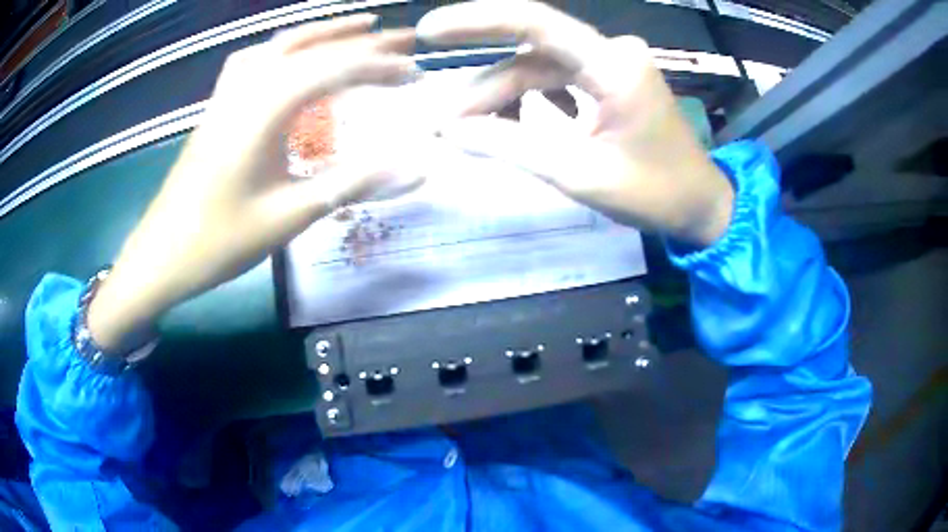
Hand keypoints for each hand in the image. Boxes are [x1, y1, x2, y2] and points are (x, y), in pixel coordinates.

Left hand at [88, 16, 419, 350]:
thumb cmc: (220, 240)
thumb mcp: (291, 215)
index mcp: (265, 108)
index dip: (381, 67)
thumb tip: (418, 168)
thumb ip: (354, 184)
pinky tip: (292, 55)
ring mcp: (228, 94)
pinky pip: (254, 60)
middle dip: (362, 40)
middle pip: (312, 47)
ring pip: (281, 44)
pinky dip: (283, 48)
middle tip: (404, 37)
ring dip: (323, 33)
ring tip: (358, 27)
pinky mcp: (217, 107)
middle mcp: (247, 88)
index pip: (336, 69)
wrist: (161, 255)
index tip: (418, 74)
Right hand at [418, 0, 733, 246]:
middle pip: (532, 57)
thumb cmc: (654, 193)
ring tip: (473, 130)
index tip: (428, 31)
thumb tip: (448, 131)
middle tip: (445, 126)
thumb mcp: (579, 174)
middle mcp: (613, 52)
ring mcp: (614, 64)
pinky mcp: (613, 79)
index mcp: (613, 66)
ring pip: (542, 69)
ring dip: (506, 97)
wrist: (700, 204)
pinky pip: (561, 79)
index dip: (476, 21)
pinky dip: (533, 99)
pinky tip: (519, 121)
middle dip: (486, 89)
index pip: (535, 22)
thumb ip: (511, 146)